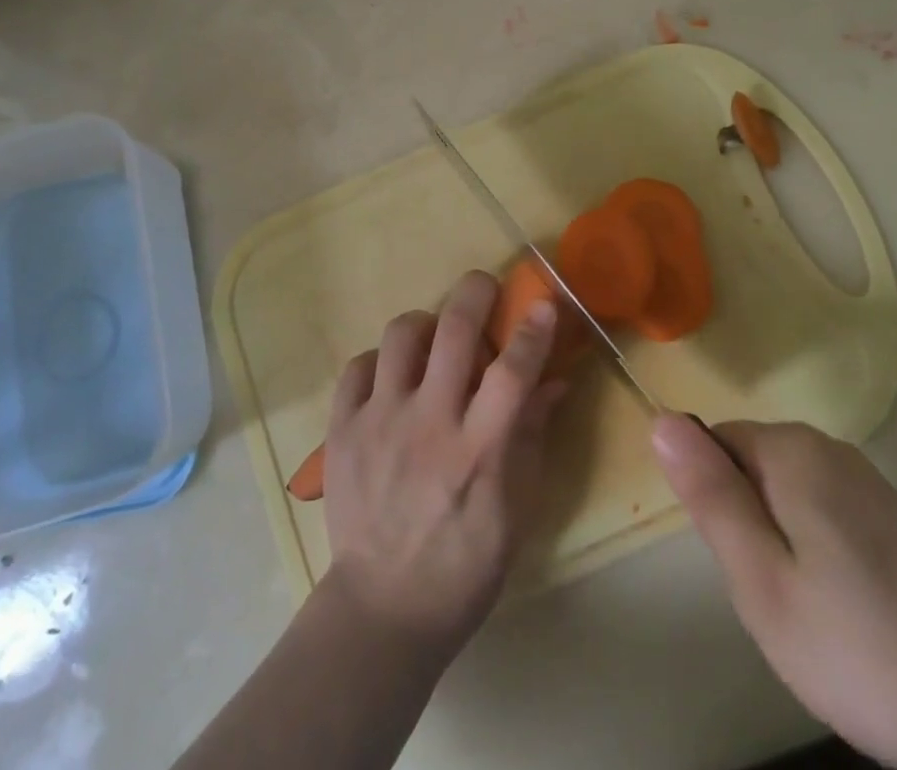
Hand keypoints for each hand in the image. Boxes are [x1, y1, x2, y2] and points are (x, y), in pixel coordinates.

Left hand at [321, 271, 565, 655]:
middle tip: (483, 288)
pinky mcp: (342, 429)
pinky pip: (357, 366)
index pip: (512, 371)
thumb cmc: (465, 565)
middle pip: (453, 331)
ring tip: (432, 339)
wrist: (384, 608)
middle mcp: (429, 424)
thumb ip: (532, 437)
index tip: (543, 302)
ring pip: (400, 335)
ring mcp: (380, 422)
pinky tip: (391, 379)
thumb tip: (554, 380)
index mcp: (479, 450)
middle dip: (474, 293)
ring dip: (424, 324)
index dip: (532, 330)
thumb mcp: (517, 510)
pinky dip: (378, 362)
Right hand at [653, 416, 896, 769]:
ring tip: (815, 616)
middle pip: (751, 469)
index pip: (713, 443)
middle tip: (777, 600)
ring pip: (787, 498)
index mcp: (788, 451)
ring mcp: (866, 482)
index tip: (741, 565)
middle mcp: (826, 448)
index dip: (714, 504)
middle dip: (748, 528)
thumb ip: (710, 497)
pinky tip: (852, 617)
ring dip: (783, 548)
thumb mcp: (764, 583)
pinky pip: (825, 518)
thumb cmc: (868, 644)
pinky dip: (821, 559)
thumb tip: (661, 418)